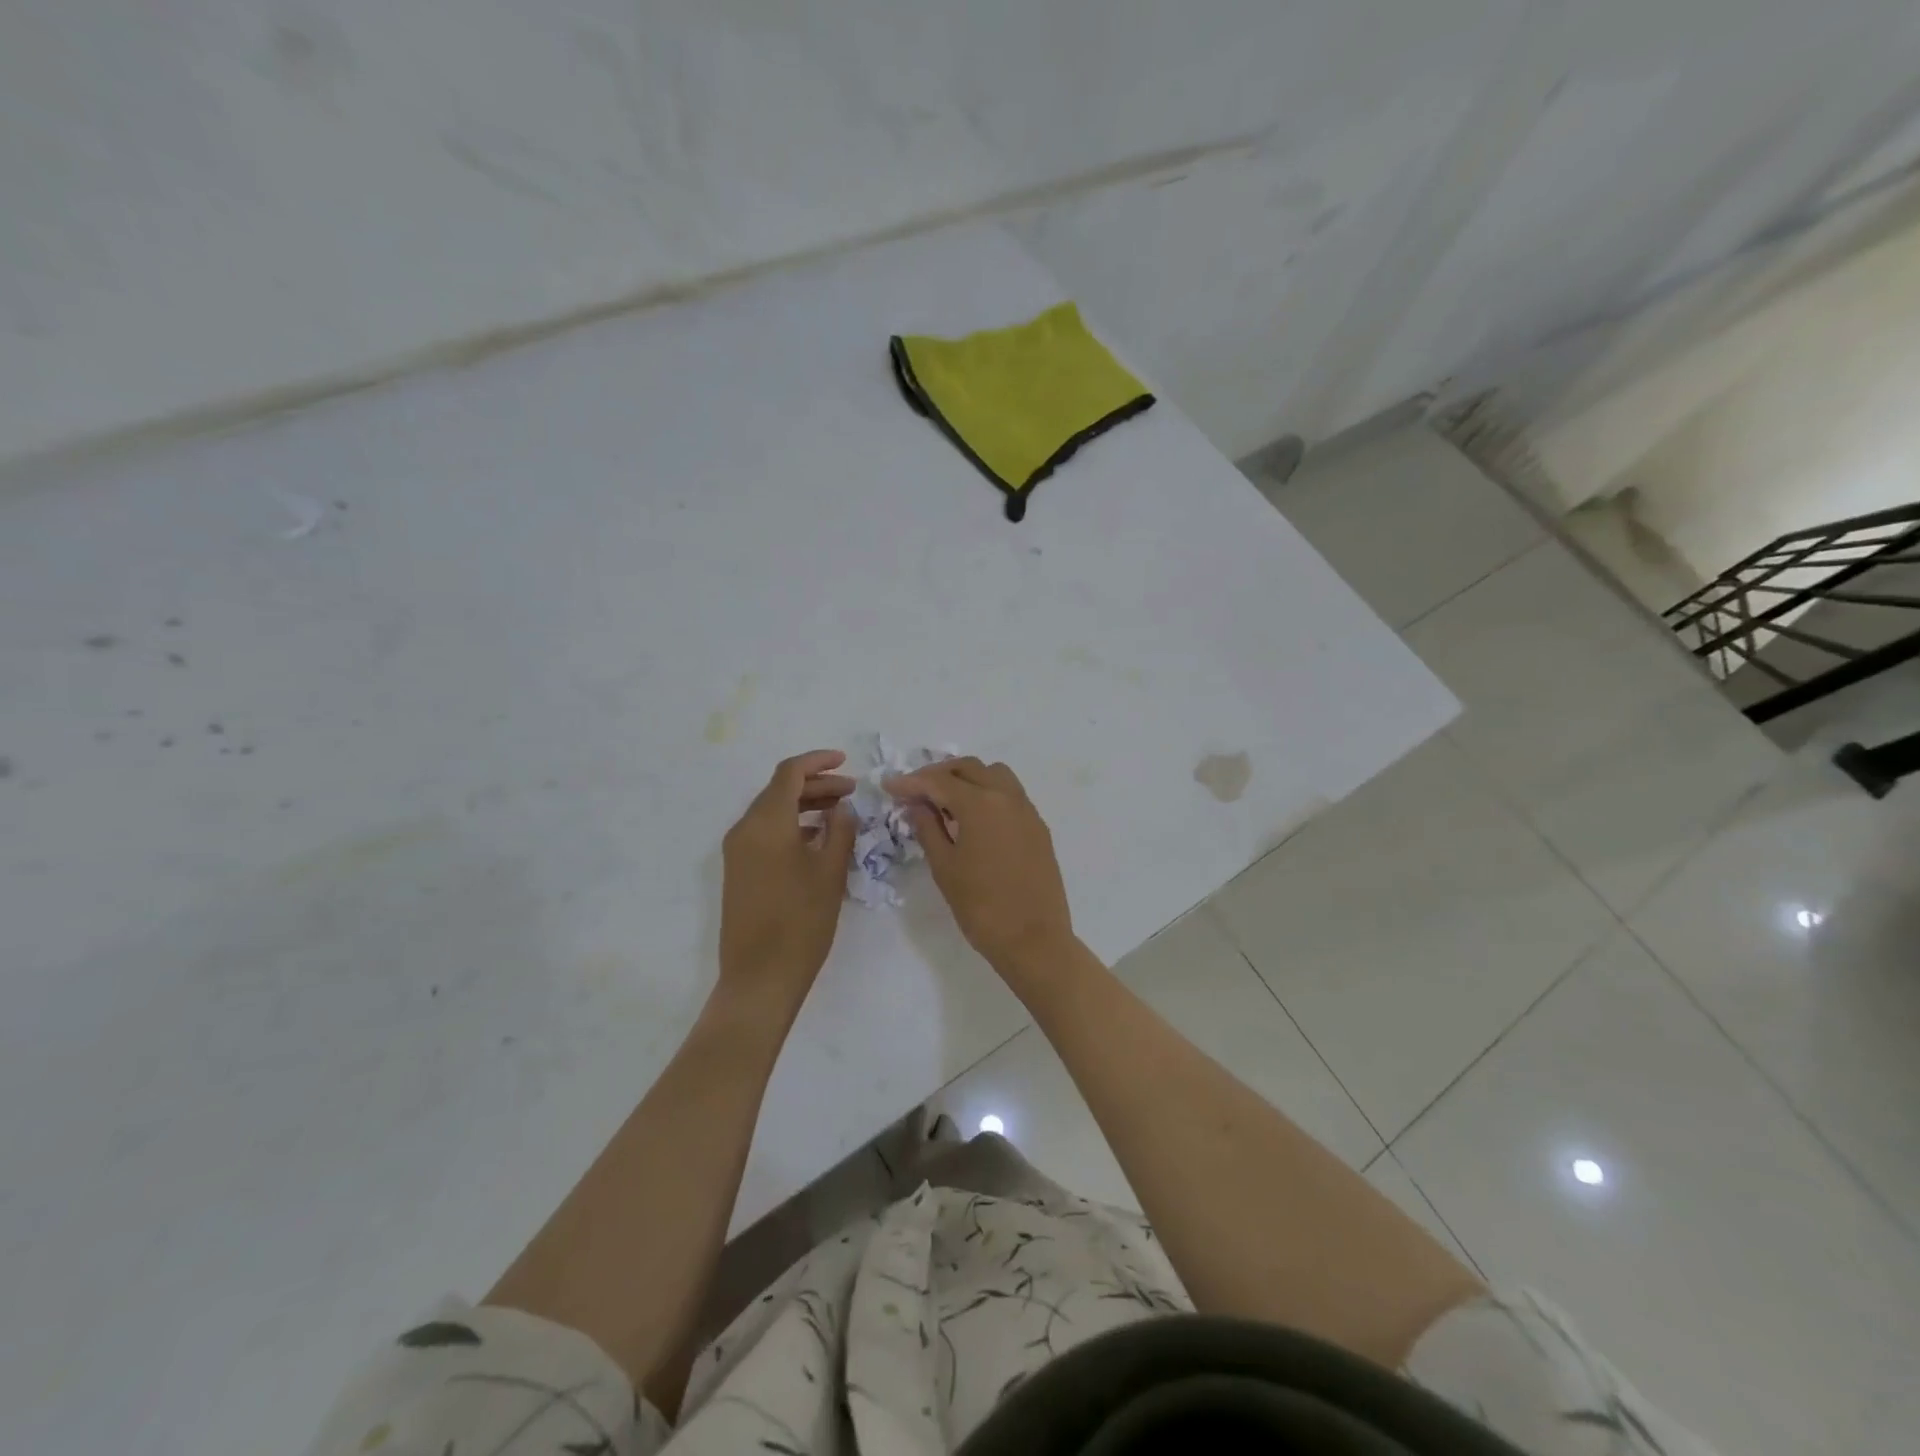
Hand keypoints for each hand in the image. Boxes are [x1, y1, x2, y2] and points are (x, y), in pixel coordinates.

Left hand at [719, 750, 857, 1015]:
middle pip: (780, 790)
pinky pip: (765, 833)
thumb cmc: (800, 923)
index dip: (818, 761)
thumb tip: (843, 808)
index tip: (846, 762)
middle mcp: (745, 829)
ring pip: (772, 812)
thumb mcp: (830, 873)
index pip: (789, 773)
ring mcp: (737, 852)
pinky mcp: (739, 871)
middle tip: (851, 792)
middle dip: (816, 785)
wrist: (759, 977)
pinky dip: (792, 826)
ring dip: (805, 806)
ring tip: (840, 814)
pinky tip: (818, 840)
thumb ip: (840, 831)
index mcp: (766, 823)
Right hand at [883, 757, 1074, 977]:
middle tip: (915, 792)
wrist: (1033, 939)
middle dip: (938, 774)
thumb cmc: (981, 906)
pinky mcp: (1038, 827)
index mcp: (981, 804)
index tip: (889, 786)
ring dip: (967, 779)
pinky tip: (973, 819)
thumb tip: (917, 804)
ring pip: (994, 775)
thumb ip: (928, 828)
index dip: (911, 782)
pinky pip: (1010, 794)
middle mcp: (1007, 797)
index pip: (939, 782)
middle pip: (969, 769)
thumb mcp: (944, 867)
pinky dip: (988, 793)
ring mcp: (1027, 810)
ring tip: (946, 802)